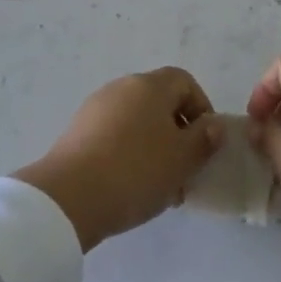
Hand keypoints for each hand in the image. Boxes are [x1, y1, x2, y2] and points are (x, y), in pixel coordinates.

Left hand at [14, 69, 224, 250]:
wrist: (66, 199)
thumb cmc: (135, 171)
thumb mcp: (182, 160)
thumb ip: (204, 140)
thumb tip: (214, 125)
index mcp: (150, 85)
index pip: (185, 82)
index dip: (201, 108)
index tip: (205, 142)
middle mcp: (122, 87)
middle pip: (159, 101)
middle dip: (176, 131)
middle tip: (183, 167)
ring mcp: (95, 108)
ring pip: (136, 121)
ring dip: (151, 145)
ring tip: (158, 183)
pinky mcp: (75, 132)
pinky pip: (112, 135)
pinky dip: (126, 152)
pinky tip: (128, 185)